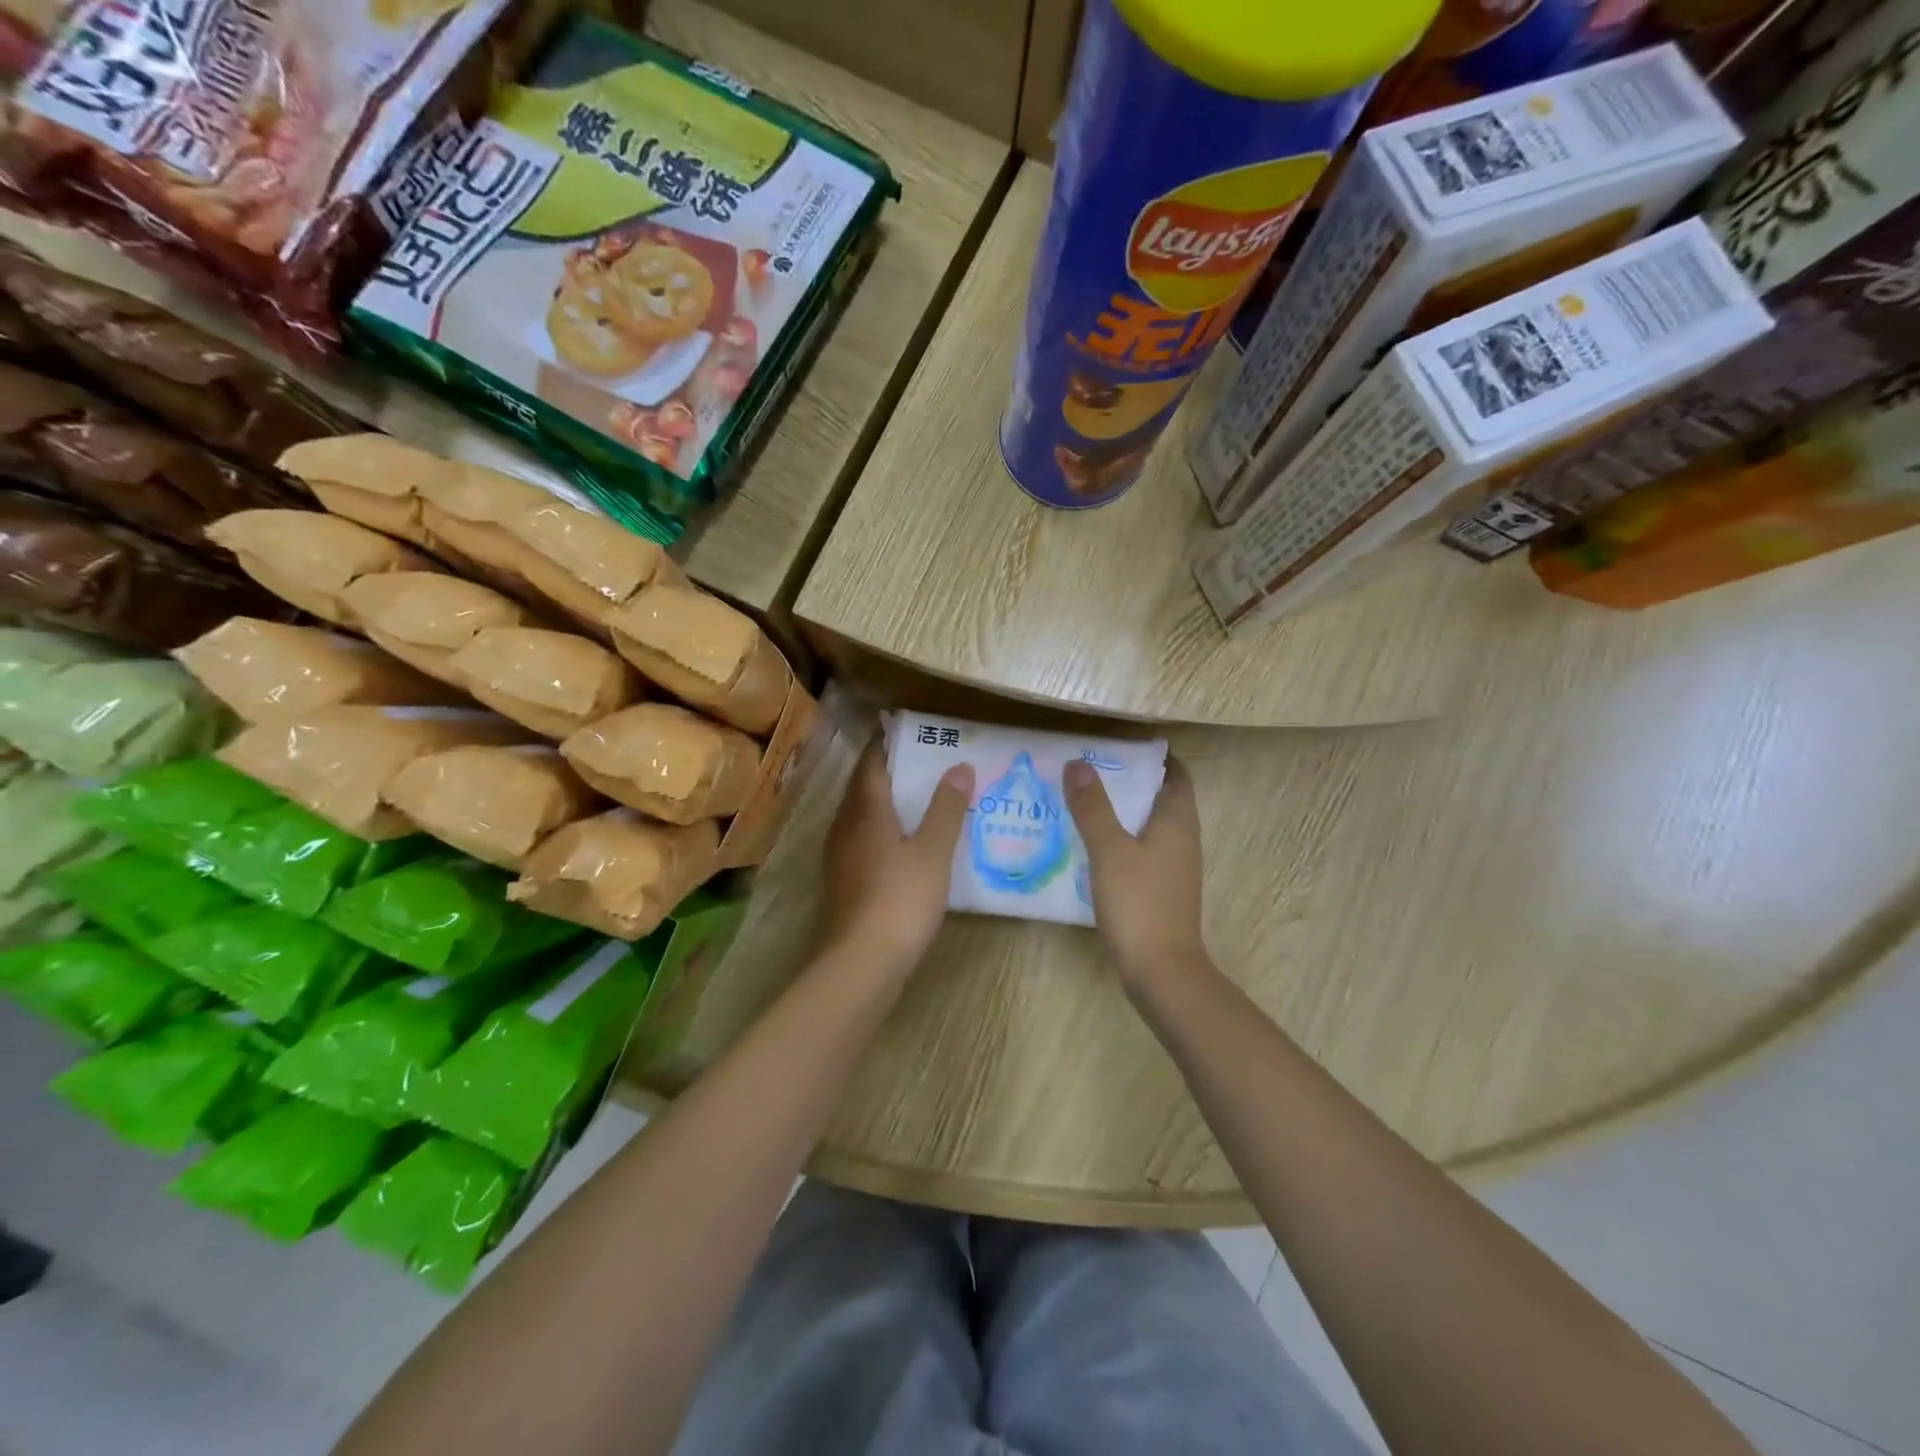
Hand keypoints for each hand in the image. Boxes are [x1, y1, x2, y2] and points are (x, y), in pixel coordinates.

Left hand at [820, 743, 973, 975]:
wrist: (864, 961)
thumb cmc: (901, 898)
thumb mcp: (934, 851)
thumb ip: (947, 809)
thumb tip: (960, 767)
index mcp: (866, 811)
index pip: (871, 765)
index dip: (885, 745)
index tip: (905, 731)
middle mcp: (845, 827)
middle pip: (862, 789)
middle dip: (886, 772)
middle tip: (920, 762)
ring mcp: (840, 856)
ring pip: (860, 816)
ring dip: (883, 803)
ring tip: (916, 799)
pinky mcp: (843, 882)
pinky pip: (861, 841)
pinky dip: (880, 831)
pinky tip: (902, 844)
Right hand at [1064, 756, 1208, 991]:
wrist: (1161, 971)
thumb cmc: (1139, 902)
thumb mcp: (1109, 849)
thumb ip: (1093, 806)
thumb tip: (1077, 763)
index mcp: (1178, 822)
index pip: (1176, 775)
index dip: (1153, 757)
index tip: (1119, 747)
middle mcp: (1183, 840)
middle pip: (1162, 798)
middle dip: (1131, 782)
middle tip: (1090, 771)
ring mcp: (1175, 868)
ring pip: (1151, 826)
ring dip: (1124, 812)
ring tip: (1084, 803)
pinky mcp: (1162, 891)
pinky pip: (1144, 851)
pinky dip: (1122, 840)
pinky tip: (1092, 847)